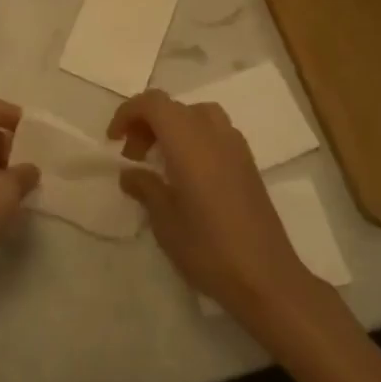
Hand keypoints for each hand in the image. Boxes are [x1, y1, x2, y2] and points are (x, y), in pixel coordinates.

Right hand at [109, 90, 310, 317]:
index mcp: (188, 140)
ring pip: (196, 115)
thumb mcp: (164, 220)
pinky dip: (194, 138)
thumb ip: (145, 187)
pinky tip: (189, 174)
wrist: (267, 279)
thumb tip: (130, 173)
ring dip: (172, 127)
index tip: (113, 140)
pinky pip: (214, 132)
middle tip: (133, 156)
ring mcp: (235, 145)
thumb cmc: (208, 247)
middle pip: (173, 107)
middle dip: (147, 123)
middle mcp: (212, 132)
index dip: (128, 113)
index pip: (152, 103)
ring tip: (161, 160)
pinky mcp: (248, 163)